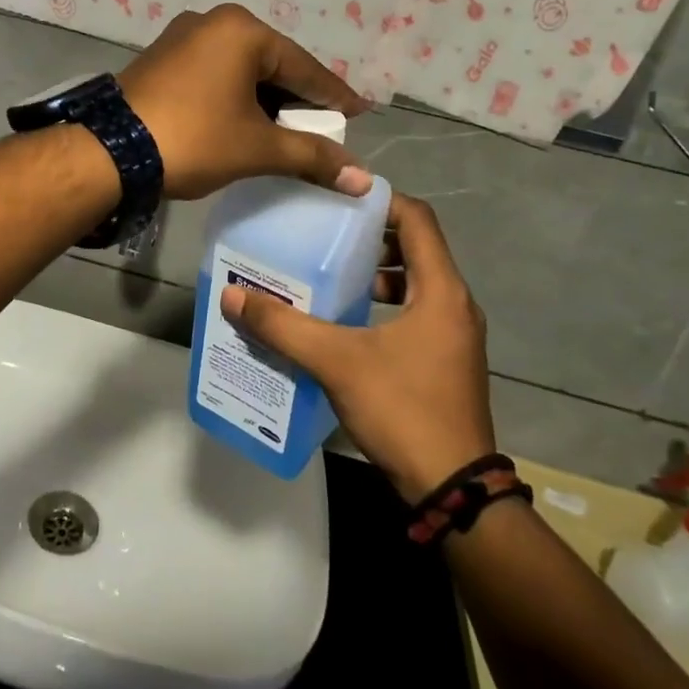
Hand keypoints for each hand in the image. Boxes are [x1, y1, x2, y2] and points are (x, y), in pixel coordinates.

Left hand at [118, 4, 372, 199]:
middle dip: (297, 99)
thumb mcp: (257, 148)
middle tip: (323, 127)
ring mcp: (182, 37)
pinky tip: (244, 120)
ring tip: (287, 130)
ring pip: (240, 70)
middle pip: (272, 64)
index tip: (360, 112)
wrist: (109, 151)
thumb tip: (363, 179)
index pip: (304, 67)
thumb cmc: (194, 140)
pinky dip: (235, 96)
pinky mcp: (161, 57)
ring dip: (265, 99)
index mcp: (242, 31)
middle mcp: (213, 22)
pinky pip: (214, 73)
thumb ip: (312, 157)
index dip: (334, 96)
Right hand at [221, 194, 494, 502]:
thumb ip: (283, 326)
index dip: (380, 200)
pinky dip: (384, 304)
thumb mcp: (336, 361)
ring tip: (330, 274)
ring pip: (416, 283)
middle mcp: (455, 304)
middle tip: (325, 234)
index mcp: (441, 290)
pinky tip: (346, 322)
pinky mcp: (447, 361)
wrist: (453, 490)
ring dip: (377, 273)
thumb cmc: (402, 409)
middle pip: (416, 248)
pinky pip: (415, 312)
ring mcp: (454, 336)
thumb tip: (233, 296)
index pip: (418, 218)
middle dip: (371, 237)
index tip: (338, 198)